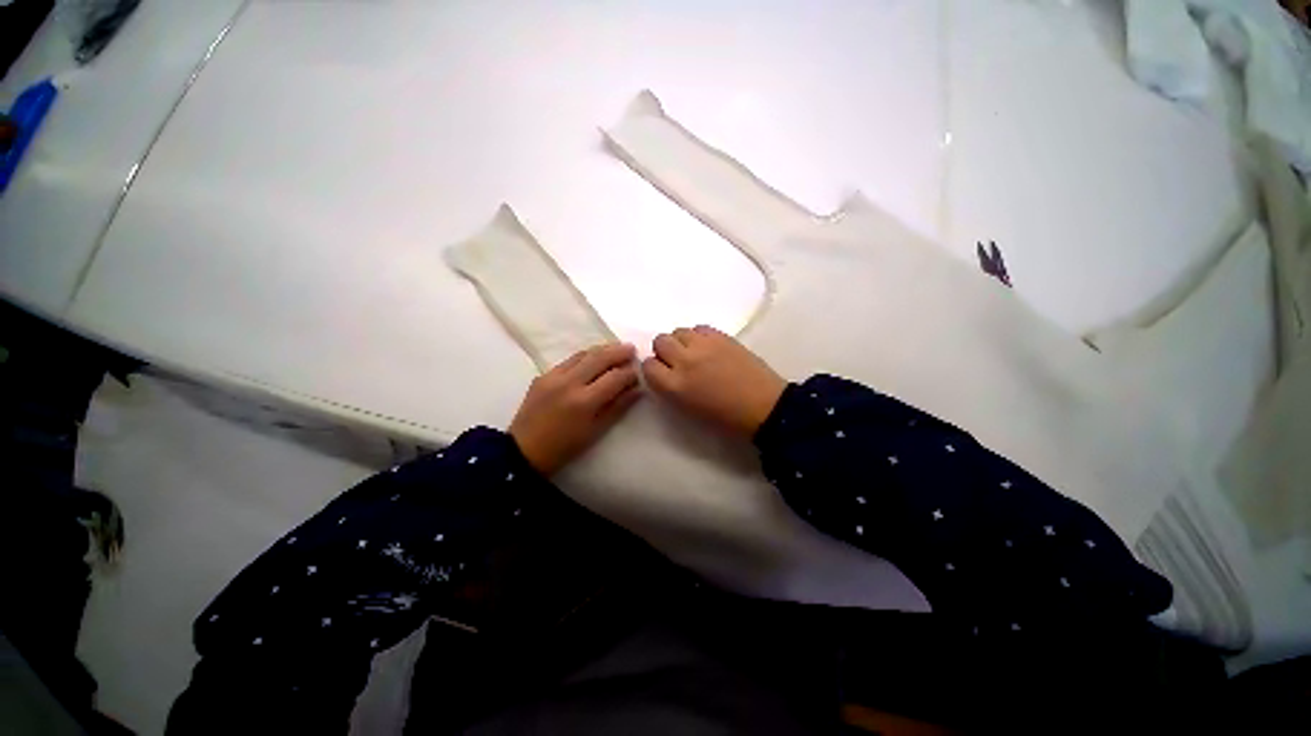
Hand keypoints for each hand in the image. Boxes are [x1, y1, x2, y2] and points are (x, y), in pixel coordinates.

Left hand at [509, 343, 641, 474]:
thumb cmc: (564, 447)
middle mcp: (569, 382)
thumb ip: (618, 407)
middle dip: (618, 352)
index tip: (639, 371)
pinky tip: (593, 359)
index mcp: (584, 401)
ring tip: (616, 348)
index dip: (629, 373)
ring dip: (602, 350)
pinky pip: (568, 360)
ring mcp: (553, 376)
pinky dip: (585, 356)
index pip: (614, 377)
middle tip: (632, 349)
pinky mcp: (543, 375)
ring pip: (583, 354)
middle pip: (599, 358)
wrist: (523, 451)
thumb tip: (637, 389)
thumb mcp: (596, 430)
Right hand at [642, 326, 786, 436]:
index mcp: (675, 386)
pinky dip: (698, 336)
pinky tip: (709, 348)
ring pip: (678, 331)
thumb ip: (669, 389)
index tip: (663, 373)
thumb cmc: (725, 418)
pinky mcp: (721, 336)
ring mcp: (704, 345)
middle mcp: (684, 361)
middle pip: (660, 341)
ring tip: (694, 353)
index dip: (654, 369)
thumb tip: (664, 373)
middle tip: (678, 362)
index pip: (648, 366)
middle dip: (665, 351)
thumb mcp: (687, 410)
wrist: (763, 406)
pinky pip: (699, 328)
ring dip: (681, 341)